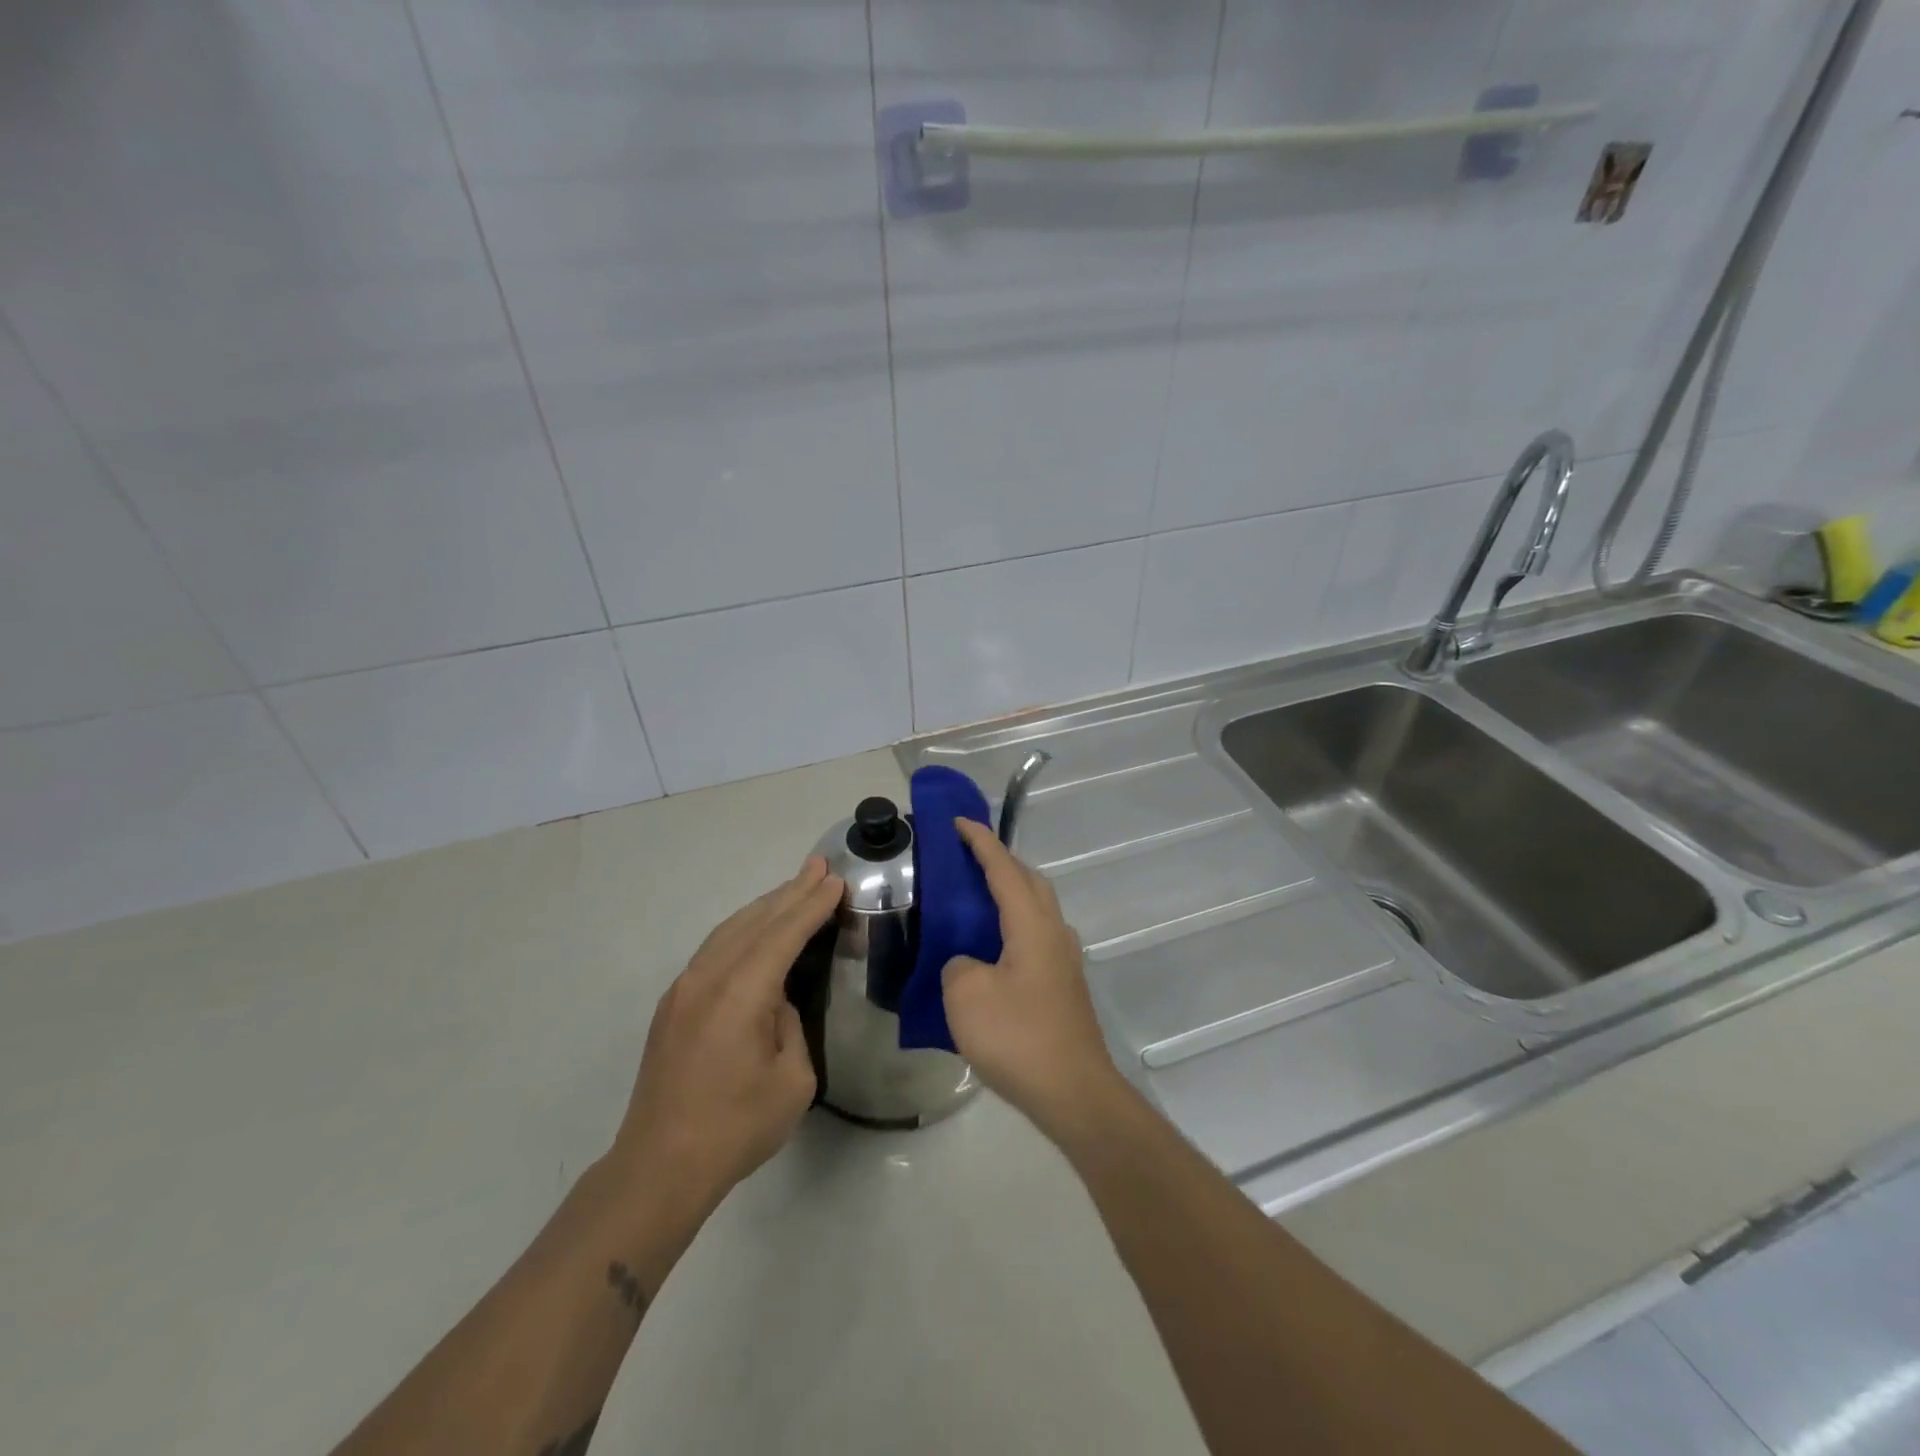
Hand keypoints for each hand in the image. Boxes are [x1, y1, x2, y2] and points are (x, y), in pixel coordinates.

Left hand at [608, 857, 841, 1213]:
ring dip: (764, 906)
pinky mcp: (673, 1005)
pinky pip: (714, 949)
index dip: (812, 905)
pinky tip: (755, 929)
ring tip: (793, 888)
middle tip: (818, 867)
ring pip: (729, 930)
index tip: (835, 880)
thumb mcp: (792, 1080)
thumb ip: (790, 1025)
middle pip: (755, 921)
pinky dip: (742, 929)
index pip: (784, 933)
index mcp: (741, 993)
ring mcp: (684, 989)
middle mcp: (708, 978)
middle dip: (790, 892)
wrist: (658, 1168)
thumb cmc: (735, 1128)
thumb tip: (775, 1002)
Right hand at [943, 819, 1124, 1138]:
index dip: (980, 842)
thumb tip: (967, 964)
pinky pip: (1035, 937)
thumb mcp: (965, 996)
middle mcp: (1054, 933)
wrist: (1073, 1093)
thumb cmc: (1018, 1037)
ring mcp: (1064, 961)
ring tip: (975, 901)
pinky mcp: (1063, 987)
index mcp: (1032, 924)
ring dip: (1009, 895)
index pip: (1004, 869)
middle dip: (1001, 863)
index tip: (959, 822)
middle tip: (967, 858)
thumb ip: (958, 965)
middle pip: (1030, 882)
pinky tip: (991, 951)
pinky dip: (1012, 927)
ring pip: (1036, 910)